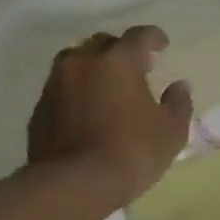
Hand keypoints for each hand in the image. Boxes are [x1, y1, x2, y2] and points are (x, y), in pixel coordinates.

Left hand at [27, 27, 192, 205]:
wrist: (74, 183)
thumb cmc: (132, 151)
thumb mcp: (171, 131)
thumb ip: (178, 103)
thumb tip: (179, 86)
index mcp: (118, 60)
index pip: (139, 36)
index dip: (154, 37)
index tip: (163, 45)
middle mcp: (83, 61)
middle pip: (104, 43)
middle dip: (122, 51)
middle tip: (138, 68)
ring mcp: (56, 82)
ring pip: (78, 63)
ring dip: (96, 69)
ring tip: (110, 89)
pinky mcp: (40, 106)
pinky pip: (64, 88)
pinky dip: (79, 91)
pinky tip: (90, 111)